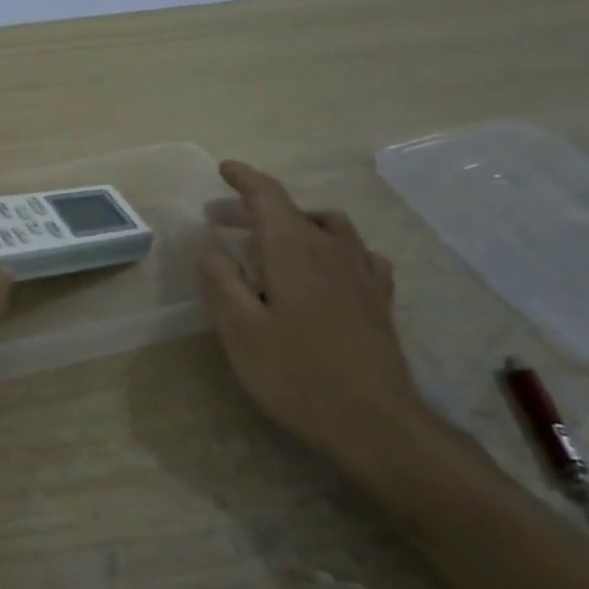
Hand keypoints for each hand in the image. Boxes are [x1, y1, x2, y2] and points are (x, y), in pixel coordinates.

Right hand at [198, 160, 433, 481]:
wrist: (374, 421)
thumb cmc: (296, 374)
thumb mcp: (240, 330)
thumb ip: (221, 281)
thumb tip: (211, 247)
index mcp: (292, 248)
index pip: (267, 196)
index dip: (244, 179)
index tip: (224, 168)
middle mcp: (330, 248)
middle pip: (292, 211)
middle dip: (255, 207)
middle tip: (220, 218)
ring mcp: (361, 272)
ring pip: (328, 226)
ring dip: (295, 222)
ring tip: (273, 239)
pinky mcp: (378, 298)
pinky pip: (356, 253)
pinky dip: (332, 246)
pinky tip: (327, 267)